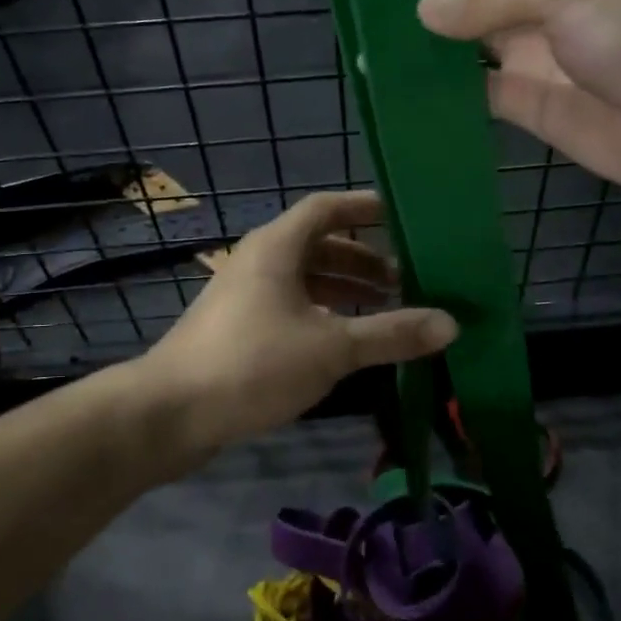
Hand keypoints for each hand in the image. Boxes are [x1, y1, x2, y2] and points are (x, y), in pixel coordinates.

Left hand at [145, 191, 456, 456]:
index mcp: (277, 247)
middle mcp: (259, 260)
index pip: (327, 208)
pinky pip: (290, 305)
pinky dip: (322, 313)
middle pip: (319, 245)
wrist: (169, 412)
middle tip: (405, 281)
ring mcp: (245, 295)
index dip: (364, 207)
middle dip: (363, 260)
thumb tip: (451, 324)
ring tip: (384, 311)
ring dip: (344, 289)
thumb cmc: (252, 363)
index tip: (403, 218)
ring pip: (305, 278)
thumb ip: (391, 334)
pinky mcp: (238, 327)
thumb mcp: (331, 346)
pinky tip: (344, 342)